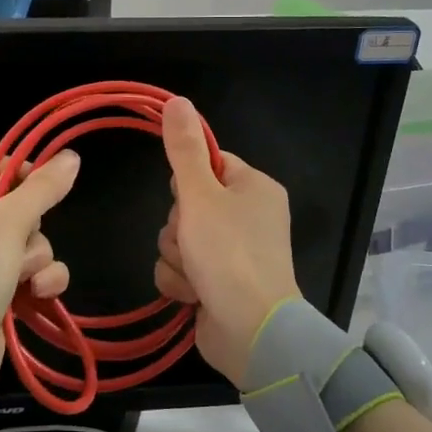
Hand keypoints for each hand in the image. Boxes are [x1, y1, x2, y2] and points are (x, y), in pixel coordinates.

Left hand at [0, 150, 79, 404]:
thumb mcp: (9, 222)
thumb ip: (43, 188)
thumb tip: (72, 156)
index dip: (19, 169)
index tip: (48, 181)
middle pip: (13, 206)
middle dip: (31, 227)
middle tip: (23, 242)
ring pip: (27, 242)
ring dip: (37, 259)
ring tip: (26, 278)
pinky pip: (28, 273)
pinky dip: (38, 282)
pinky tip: (38, 295)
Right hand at [153, 97, 301, 387]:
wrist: (251, 332)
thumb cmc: (229, 254)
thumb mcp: (200, 194)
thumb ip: (184, 149)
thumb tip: (177, 100)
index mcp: (254, 188)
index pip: (208, 164)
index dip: (188, 181)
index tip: (187, 197)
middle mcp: (247, 217)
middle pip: (188, 204)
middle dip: (180, 227)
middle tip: (193, 241)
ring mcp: (234, 253)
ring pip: (179, 239)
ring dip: (177, 257)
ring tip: (196, 274)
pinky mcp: (218, 284)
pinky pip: (181, 269)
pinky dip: (181, 281)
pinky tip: (193, 295)